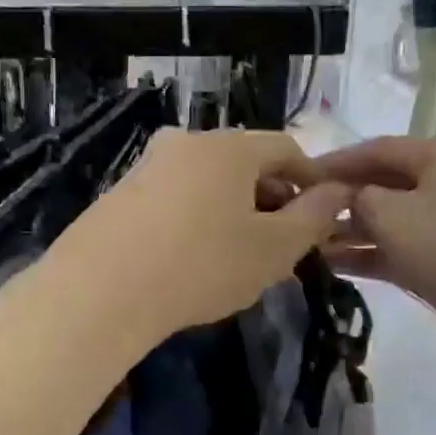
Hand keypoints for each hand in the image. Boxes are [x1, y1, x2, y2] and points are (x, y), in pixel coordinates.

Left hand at [41, 129, 350, 355]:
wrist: (98, 292)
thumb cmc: (200, 265)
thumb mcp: (273, 249)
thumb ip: (313, 218)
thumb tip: (338, 192)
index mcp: (228, 146)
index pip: (285, 148)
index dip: (311, 180)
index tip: (319, 218)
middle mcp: (186, 142)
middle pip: (245, 164)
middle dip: (271, 201)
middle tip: (282, 247)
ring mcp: (147, 166)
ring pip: (208, 184)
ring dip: (234, 213)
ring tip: (239, 259)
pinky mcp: (119, 194)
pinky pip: (176, 199)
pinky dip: (197, 220)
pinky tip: (193, 260)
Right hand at [312, 138, 435, 372]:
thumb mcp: (394, 215)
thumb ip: (358, 198)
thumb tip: (345, 198)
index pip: (376, 149)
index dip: (333, 162)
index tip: (295, 177)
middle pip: (382, 183)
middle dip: (340, 199)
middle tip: (296, 214)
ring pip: (390, 220)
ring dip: (350, 231)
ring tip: (305, 243)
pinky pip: (400, 249)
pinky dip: (369, 254)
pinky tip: (332, 264)